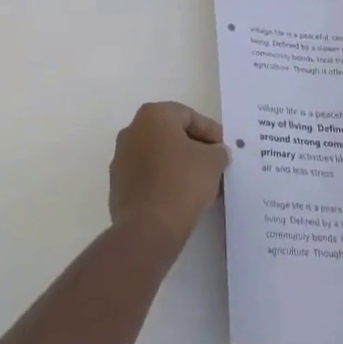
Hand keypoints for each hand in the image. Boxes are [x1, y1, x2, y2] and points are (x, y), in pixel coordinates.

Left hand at [109, 102, 227, 248]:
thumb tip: (215, 152)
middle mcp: (131, 130)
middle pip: (171, 134)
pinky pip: (147, 175)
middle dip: (195, 148)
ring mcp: (121, 158)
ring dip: (179, 165)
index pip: (189, 116)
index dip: (211, 132)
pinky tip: (181, 197)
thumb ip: (218, 150)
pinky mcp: (118, 184)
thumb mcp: (212, 162)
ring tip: (201, 185)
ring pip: (158, 155)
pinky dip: (164, 180)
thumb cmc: (182, 183)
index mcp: (152, 115)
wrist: (148, 228)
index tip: (224, 151)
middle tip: (215, 166)